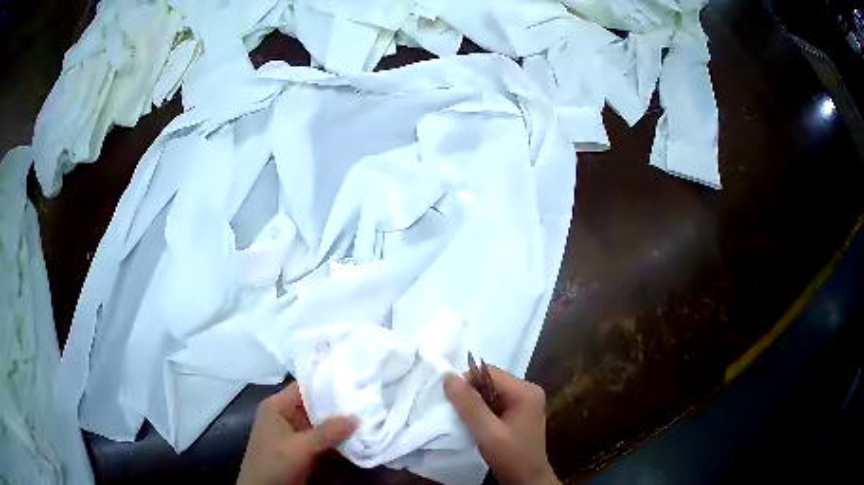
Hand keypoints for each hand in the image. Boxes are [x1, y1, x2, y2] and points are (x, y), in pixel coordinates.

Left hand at [237, 382, 356, 484]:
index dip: (326, 383)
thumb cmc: (274, 461)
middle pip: (314, 404)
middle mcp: (285, 414)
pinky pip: (321, 438)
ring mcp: (294, 432)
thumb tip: (357, 417)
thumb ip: (327, 432)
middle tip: (366, 399)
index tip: (353, 381)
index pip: (304, 387)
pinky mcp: (301, 447)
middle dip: (338, 405)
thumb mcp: (300, 447)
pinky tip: (356, 435)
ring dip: (339, 423)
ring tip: (367, 415)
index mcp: (277, 406)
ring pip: (320, 422)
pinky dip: (335, 438)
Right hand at [444, 368, 559, 484]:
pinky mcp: (519, 413)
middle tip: (454, 410)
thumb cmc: (511, 456)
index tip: (450, 399)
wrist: (527, 480)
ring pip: (491, 392)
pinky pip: (495, 403)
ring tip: (461, 417)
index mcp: (526, 390)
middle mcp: (528, 391)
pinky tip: (473, 423)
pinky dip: (482, 410)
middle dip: (471, 393)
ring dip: (475, 403)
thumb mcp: (487, 432)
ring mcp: (525, 402)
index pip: (490, 372)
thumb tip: (449, 376)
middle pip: (491, 381)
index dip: (467, 381)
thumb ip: (469, 404)